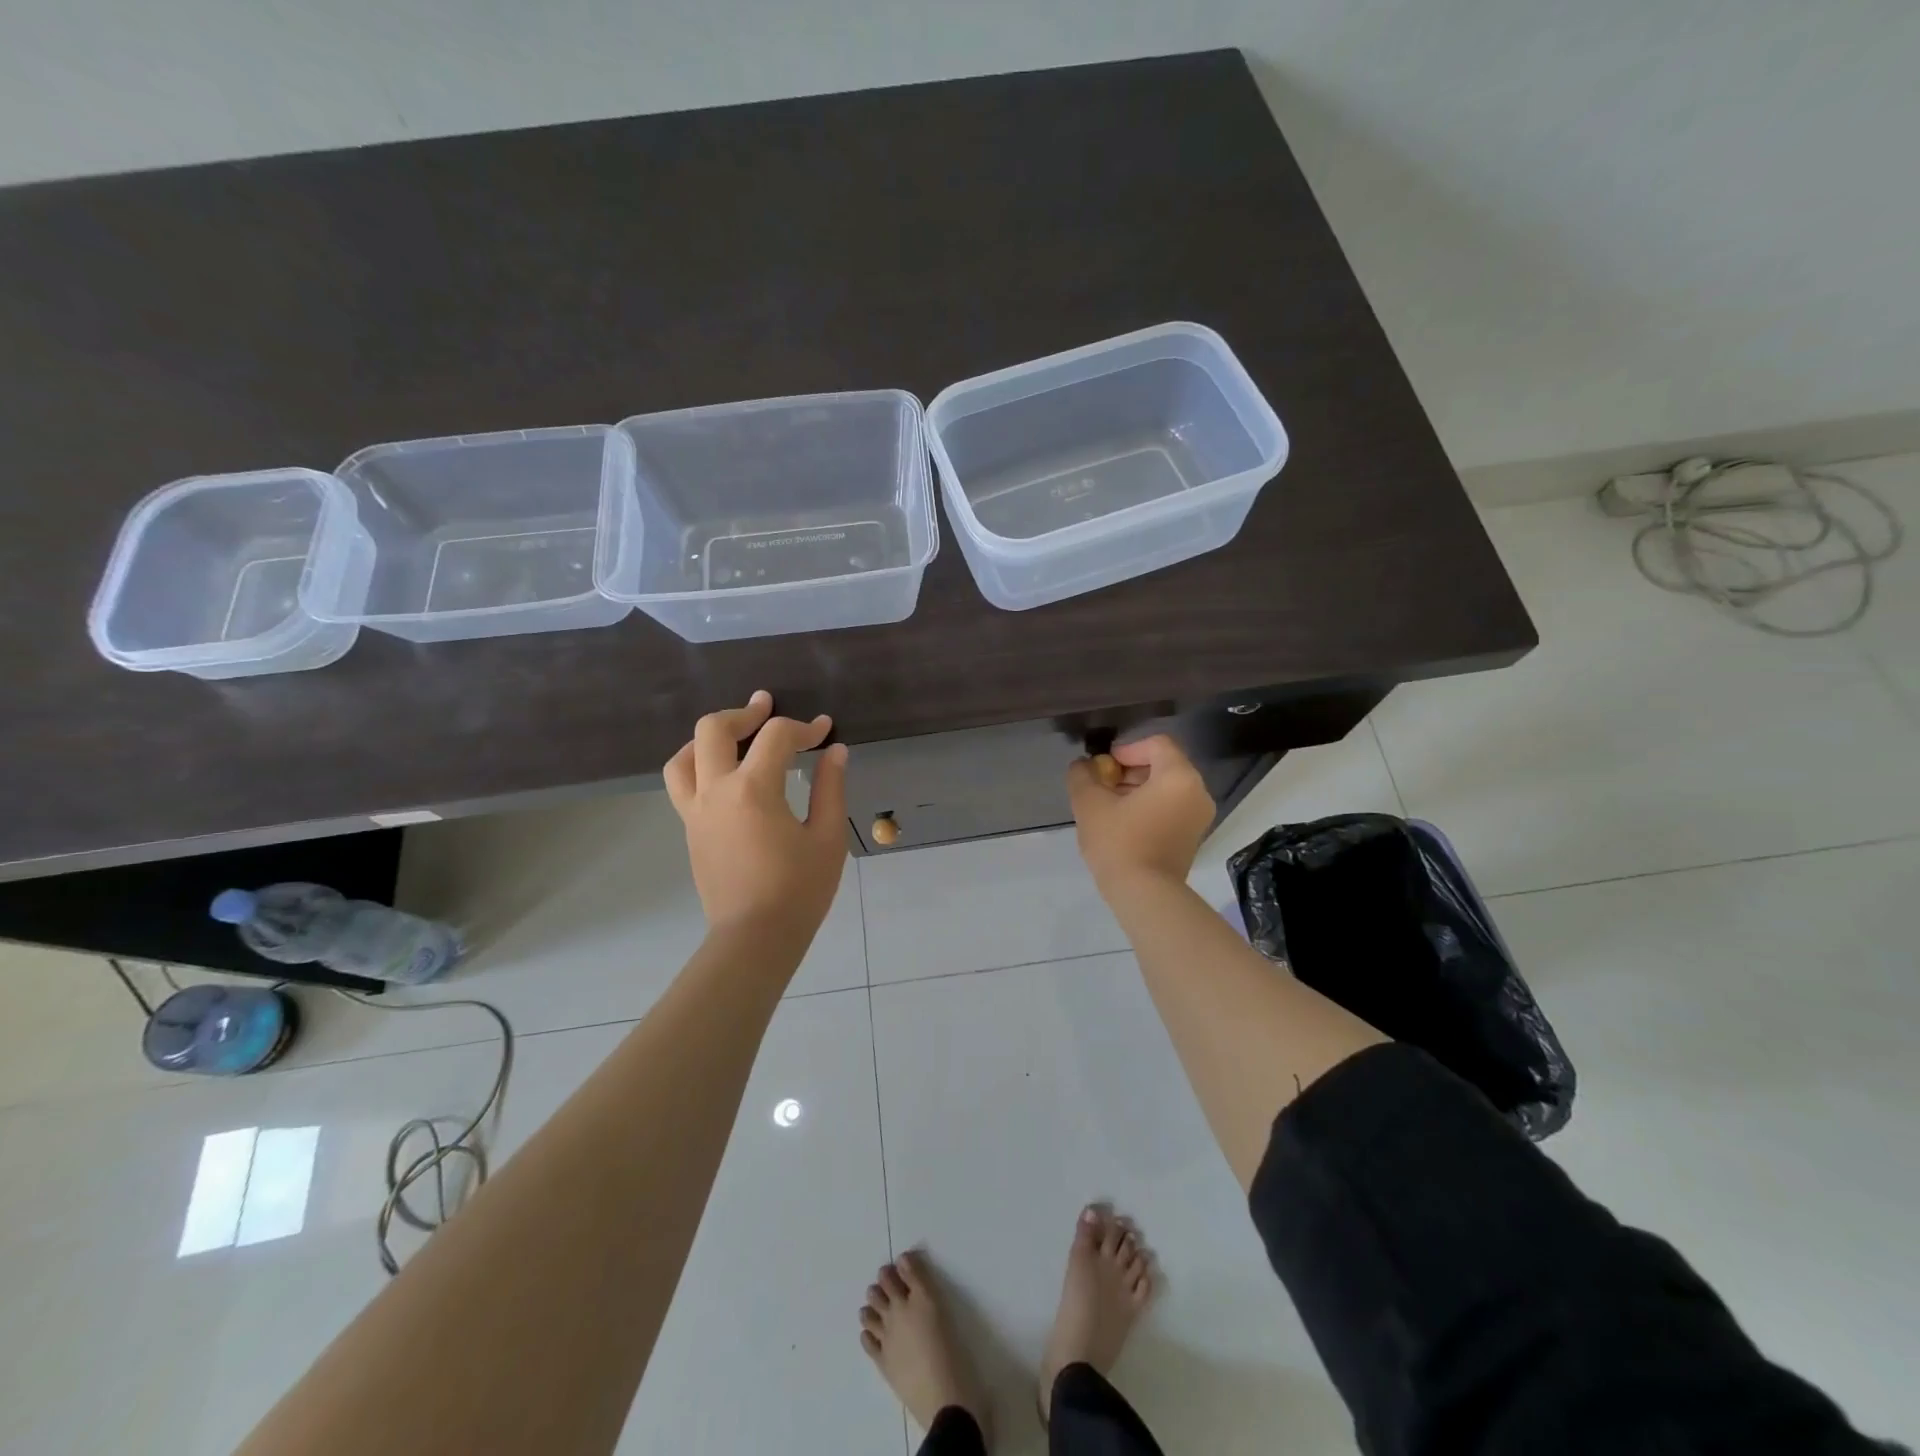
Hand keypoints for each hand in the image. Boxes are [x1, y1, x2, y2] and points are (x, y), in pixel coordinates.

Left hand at [664, 691, 849, 937]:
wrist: (754, 938)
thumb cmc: (799, 890)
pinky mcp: (690, 829)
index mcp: (753, 790)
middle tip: (767, 708)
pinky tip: (725, 774)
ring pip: (684, 756)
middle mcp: (716, 791)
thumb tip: (834, 751)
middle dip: (744, 713)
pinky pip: (682, 783)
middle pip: (713, 730)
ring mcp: (696, 811)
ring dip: (709, 737)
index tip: (824, 731)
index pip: (776, 738)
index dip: (804, 727)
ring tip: (735, 736)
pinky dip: (698, 764)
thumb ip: (829, 787)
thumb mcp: (827, 837)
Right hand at [1066, 734, 1214, 892]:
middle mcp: (1198, 792)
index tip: (1103, 768)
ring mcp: (1199, 818)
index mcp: (1179, 777)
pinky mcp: (1193, 838)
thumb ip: (1082, 775)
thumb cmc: (1119, 842)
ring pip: (1166, 789)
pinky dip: (1149, 808)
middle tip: (1102, 787)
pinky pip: (1171, 809)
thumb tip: (1083, 766)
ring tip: (1108, 807)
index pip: (1156, 744)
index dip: (1126, 750)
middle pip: (1163, 766)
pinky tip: (1123, 825)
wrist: (1144, 895)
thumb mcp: (1089, 803)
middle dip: (1129, 771)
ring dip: (1137, 791)